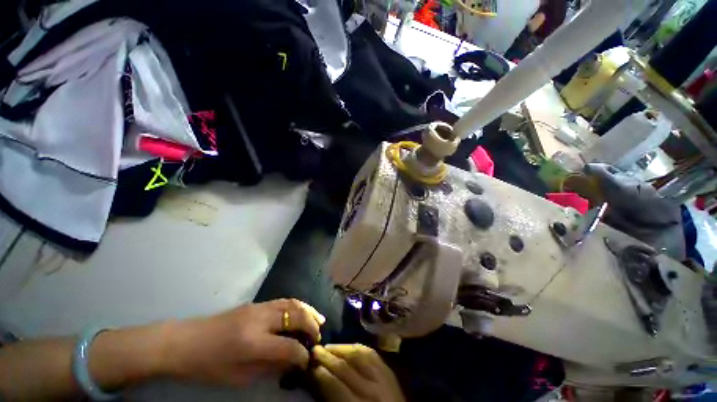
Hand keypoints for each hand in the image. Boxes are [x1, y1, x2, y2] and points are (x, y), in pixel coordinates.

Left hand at [162, 299, 324, 385]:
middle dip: (312, 326)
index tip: (307, 361)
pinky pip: (284, 301)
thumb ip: (268, 368)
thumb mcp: (237, 377)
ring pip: (292, 303)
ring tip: (319, 320)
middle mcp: (260, 320)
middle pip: (296, 316)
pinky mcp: (256, 303)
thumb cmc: (207, 366)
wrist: (184, 341)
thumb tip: (291, 363)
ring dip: (309, 311)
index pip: (288, 346)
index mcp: (252, 343)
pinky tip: (302, 312)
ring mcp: (258, 307)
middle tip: (319, 337)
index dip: (302, 355)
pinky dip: (297, 306)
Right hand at [312, 344, 405, 401]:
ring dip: (341, 348)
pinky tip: (349, 346)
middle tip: (314, 350)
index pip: (335, 385)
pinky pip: (372, 354)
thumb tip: (319, 378)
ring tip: (328, 346)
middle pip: (346, 367)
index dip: (321, 374)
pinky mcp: (389, 371)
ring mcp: (383, 378)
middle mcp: (371, 390)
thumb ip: (334, 398)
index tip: (310, 365)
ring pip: (359, 355)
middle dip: (328, 357)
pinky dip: (358, 348)